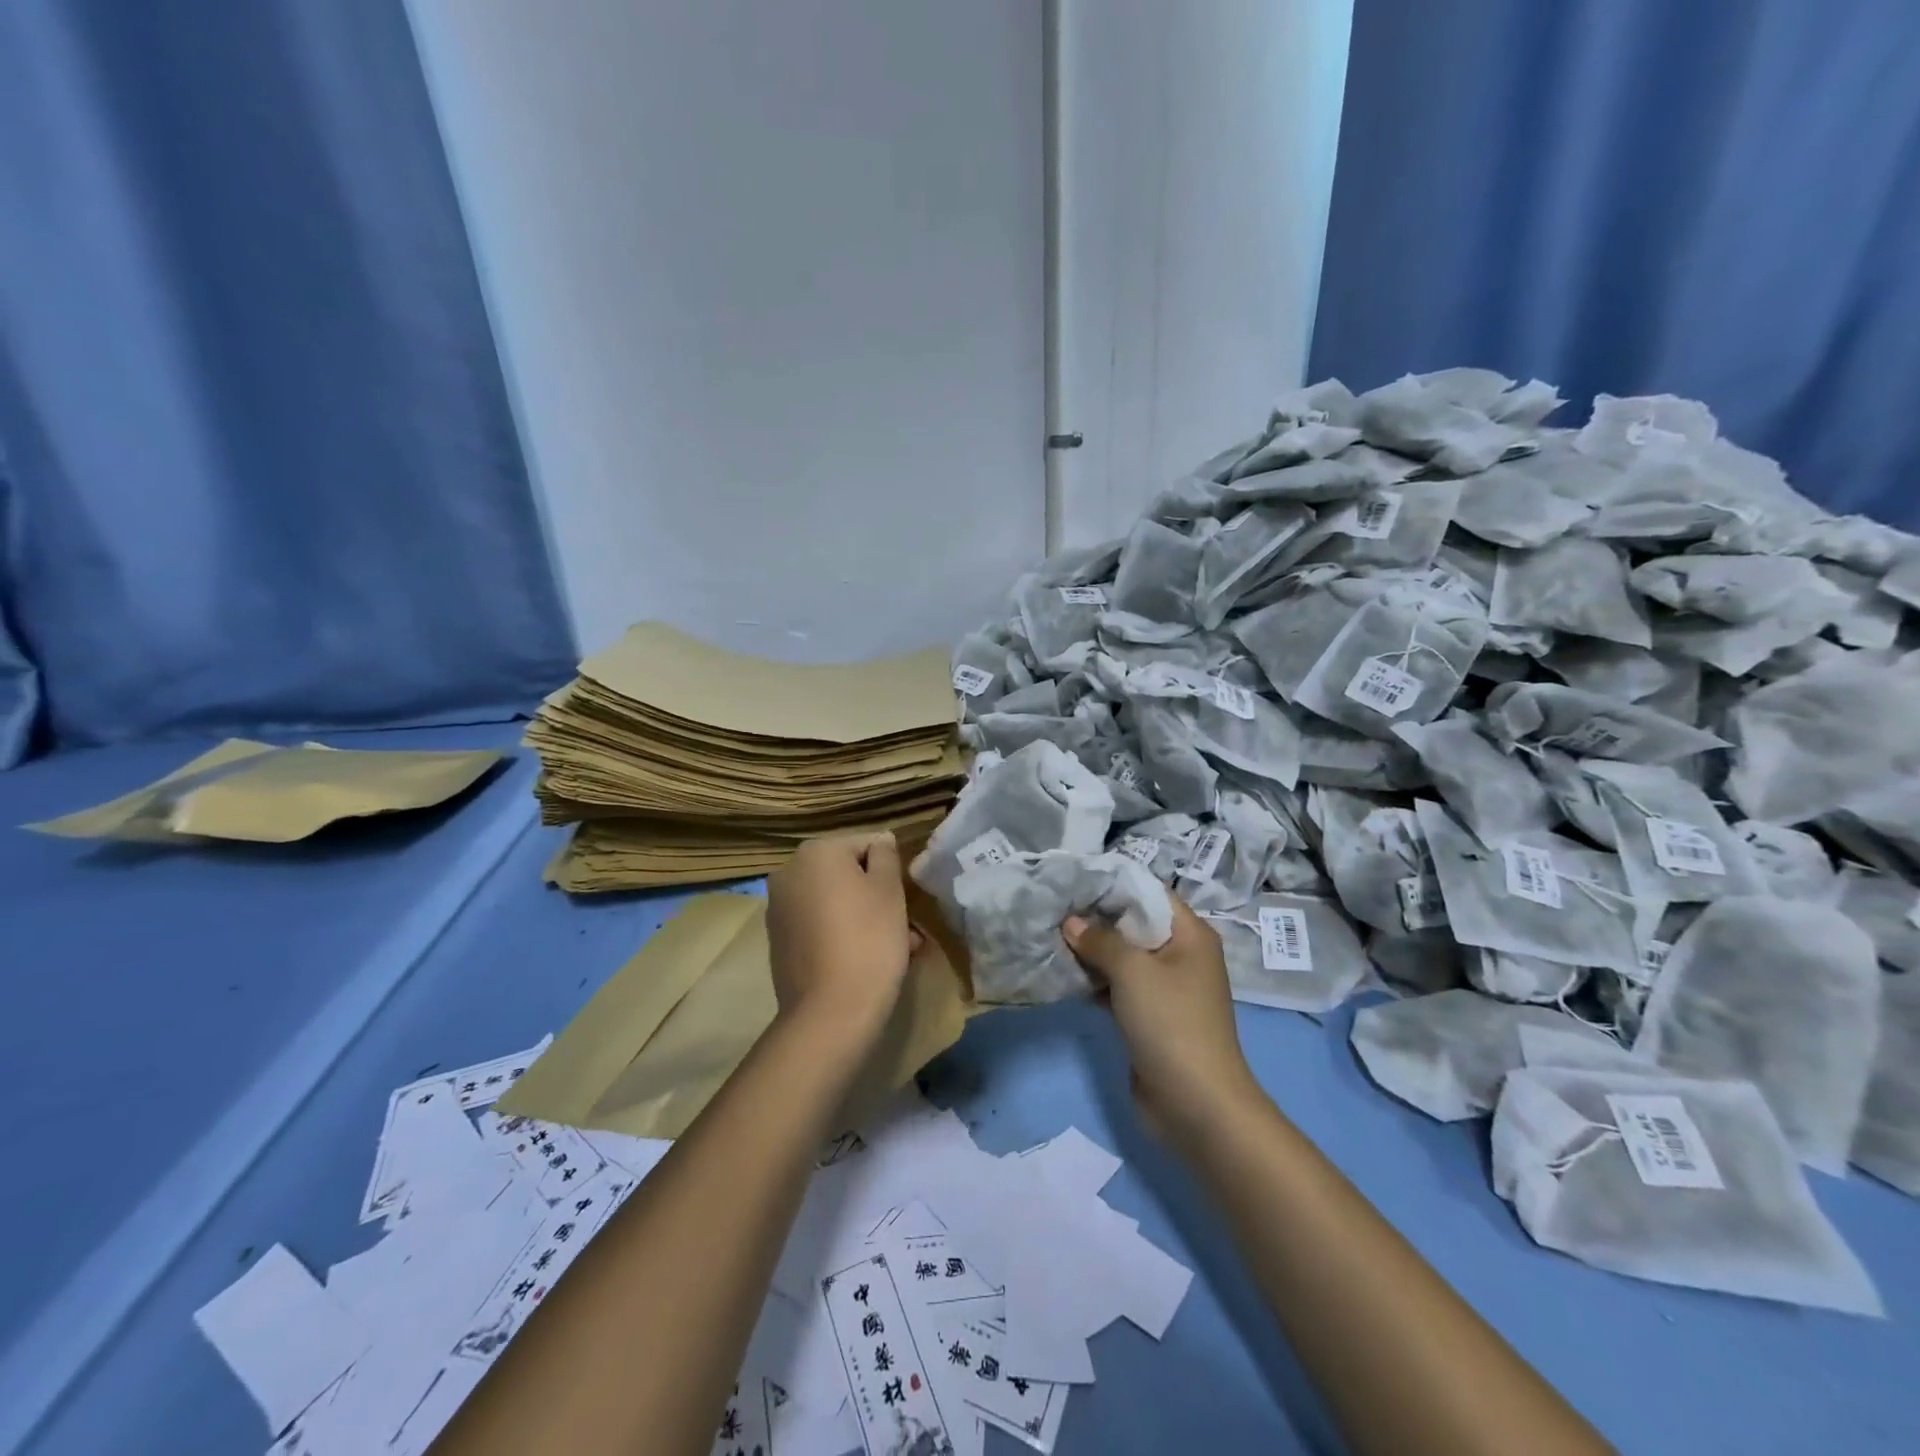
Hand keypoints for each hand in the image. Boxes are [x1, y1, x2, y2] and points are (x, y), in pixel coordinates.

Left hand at [766, 833, 916, 1039]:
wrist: (831, 1013)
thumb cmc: (868, 940)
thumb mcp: (889, 889)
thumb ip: (886, 855)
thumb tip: (880, 840)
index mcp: (815, 852)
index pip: (867, 845)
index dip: (891, 871)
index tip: (905, 900)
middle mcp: (789, 873)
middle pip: (847, 874)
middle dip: (878, 896)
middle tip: (907, 928)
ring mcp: (779, 909)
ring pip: (835, 902)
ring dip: (864, 917)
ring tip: (895, 949)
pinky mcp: (780, 943)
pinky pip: (820, 927)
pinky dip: (842, 935)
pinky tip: (866, 961)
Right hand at [1063, 895, 1261, 1139]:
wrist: (1196, 1105)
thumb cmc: (1171, 1023)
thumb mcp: (1133, 971)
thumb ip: (1100, 939)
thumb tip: (1071, 921)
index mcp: (1190, 935)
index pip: (1150, 893)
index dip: (1113, 884)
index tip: (1073, 879)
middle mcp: (1181, 955)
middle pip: (1134, 924)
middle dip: (1096, 918)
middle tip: (1054, 906)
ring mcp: (1166, 989)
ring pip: (1124, 958)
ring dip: (1092, 951)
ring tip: (1051, 935)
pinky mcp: (1150, 1017)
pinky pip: (1119, 987)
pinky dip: (1096, 980)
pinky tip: (1063, 973)